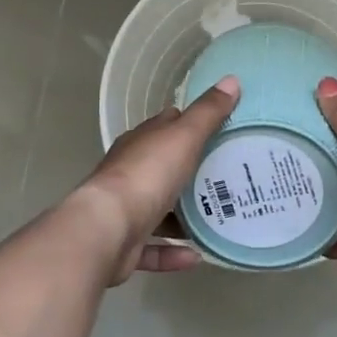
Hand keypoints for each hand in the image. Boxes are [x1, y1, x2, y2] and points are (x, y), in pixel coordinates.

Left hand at [76, 77, 240, 283]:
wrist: (105, 230)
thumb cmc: (146, 176)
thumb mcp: (183, 137)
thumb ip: (208, 113)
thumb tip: (231, 80)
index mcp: (140, 144)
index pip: (165, 126)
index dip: (188, 124)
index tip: (218, 129)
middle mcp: (129, 174)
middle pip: (162, 168)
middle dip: (189, 172)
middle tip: (227, 177)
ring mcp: (124, 211)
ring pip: (156, 210)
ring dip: (181, 217)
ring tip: (216, 218)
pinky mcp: (123, 246)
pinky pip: (152, 249)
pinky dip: (172, 253)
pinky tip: (197, 255)